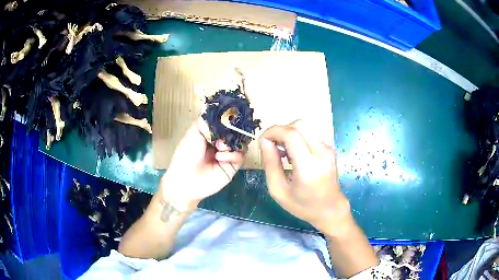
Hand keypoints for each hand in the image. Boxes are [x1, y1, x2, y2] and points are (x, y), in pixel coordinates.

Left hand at [159, 119, 245, 210]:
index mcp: (211, 134)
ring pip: (241, 143)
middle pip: (236, 132)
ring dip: (231, 143)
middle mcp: (221, 143)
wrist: (186, 179)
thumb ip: (205, 120)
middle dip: (233, 130)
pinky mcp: (233, 167)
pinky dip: (231, 155)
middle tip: (230, 129)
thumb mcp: (193, 133)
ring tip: (219, 146)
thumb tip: (214, 105)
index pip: (225, 123)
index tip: (234, 112)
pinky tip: (219, 158)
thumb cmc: (186, 154)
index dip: (230, 118)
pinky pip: (240, 156)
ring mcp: (228, 155)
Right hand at [259, 120, 351, 235]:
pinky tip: (293, 154)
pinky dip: (297, 137)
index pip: (291, 134)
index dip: (273, 132)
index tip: (262, 141)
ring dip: (288, 133)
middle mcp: (322, 153)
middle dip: (280, 131)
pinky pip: (310, 134)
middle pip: (298, 125)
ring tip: (282, 152)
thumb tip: (264, 141)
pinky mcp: (329, 148)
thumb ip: (270, 164)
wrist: (330, 209)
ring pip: (304, 127)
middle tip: (272, 146)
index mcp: (308, 167)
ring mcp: (328, 149)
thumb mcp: (278, 190)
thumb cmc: (303, 205)